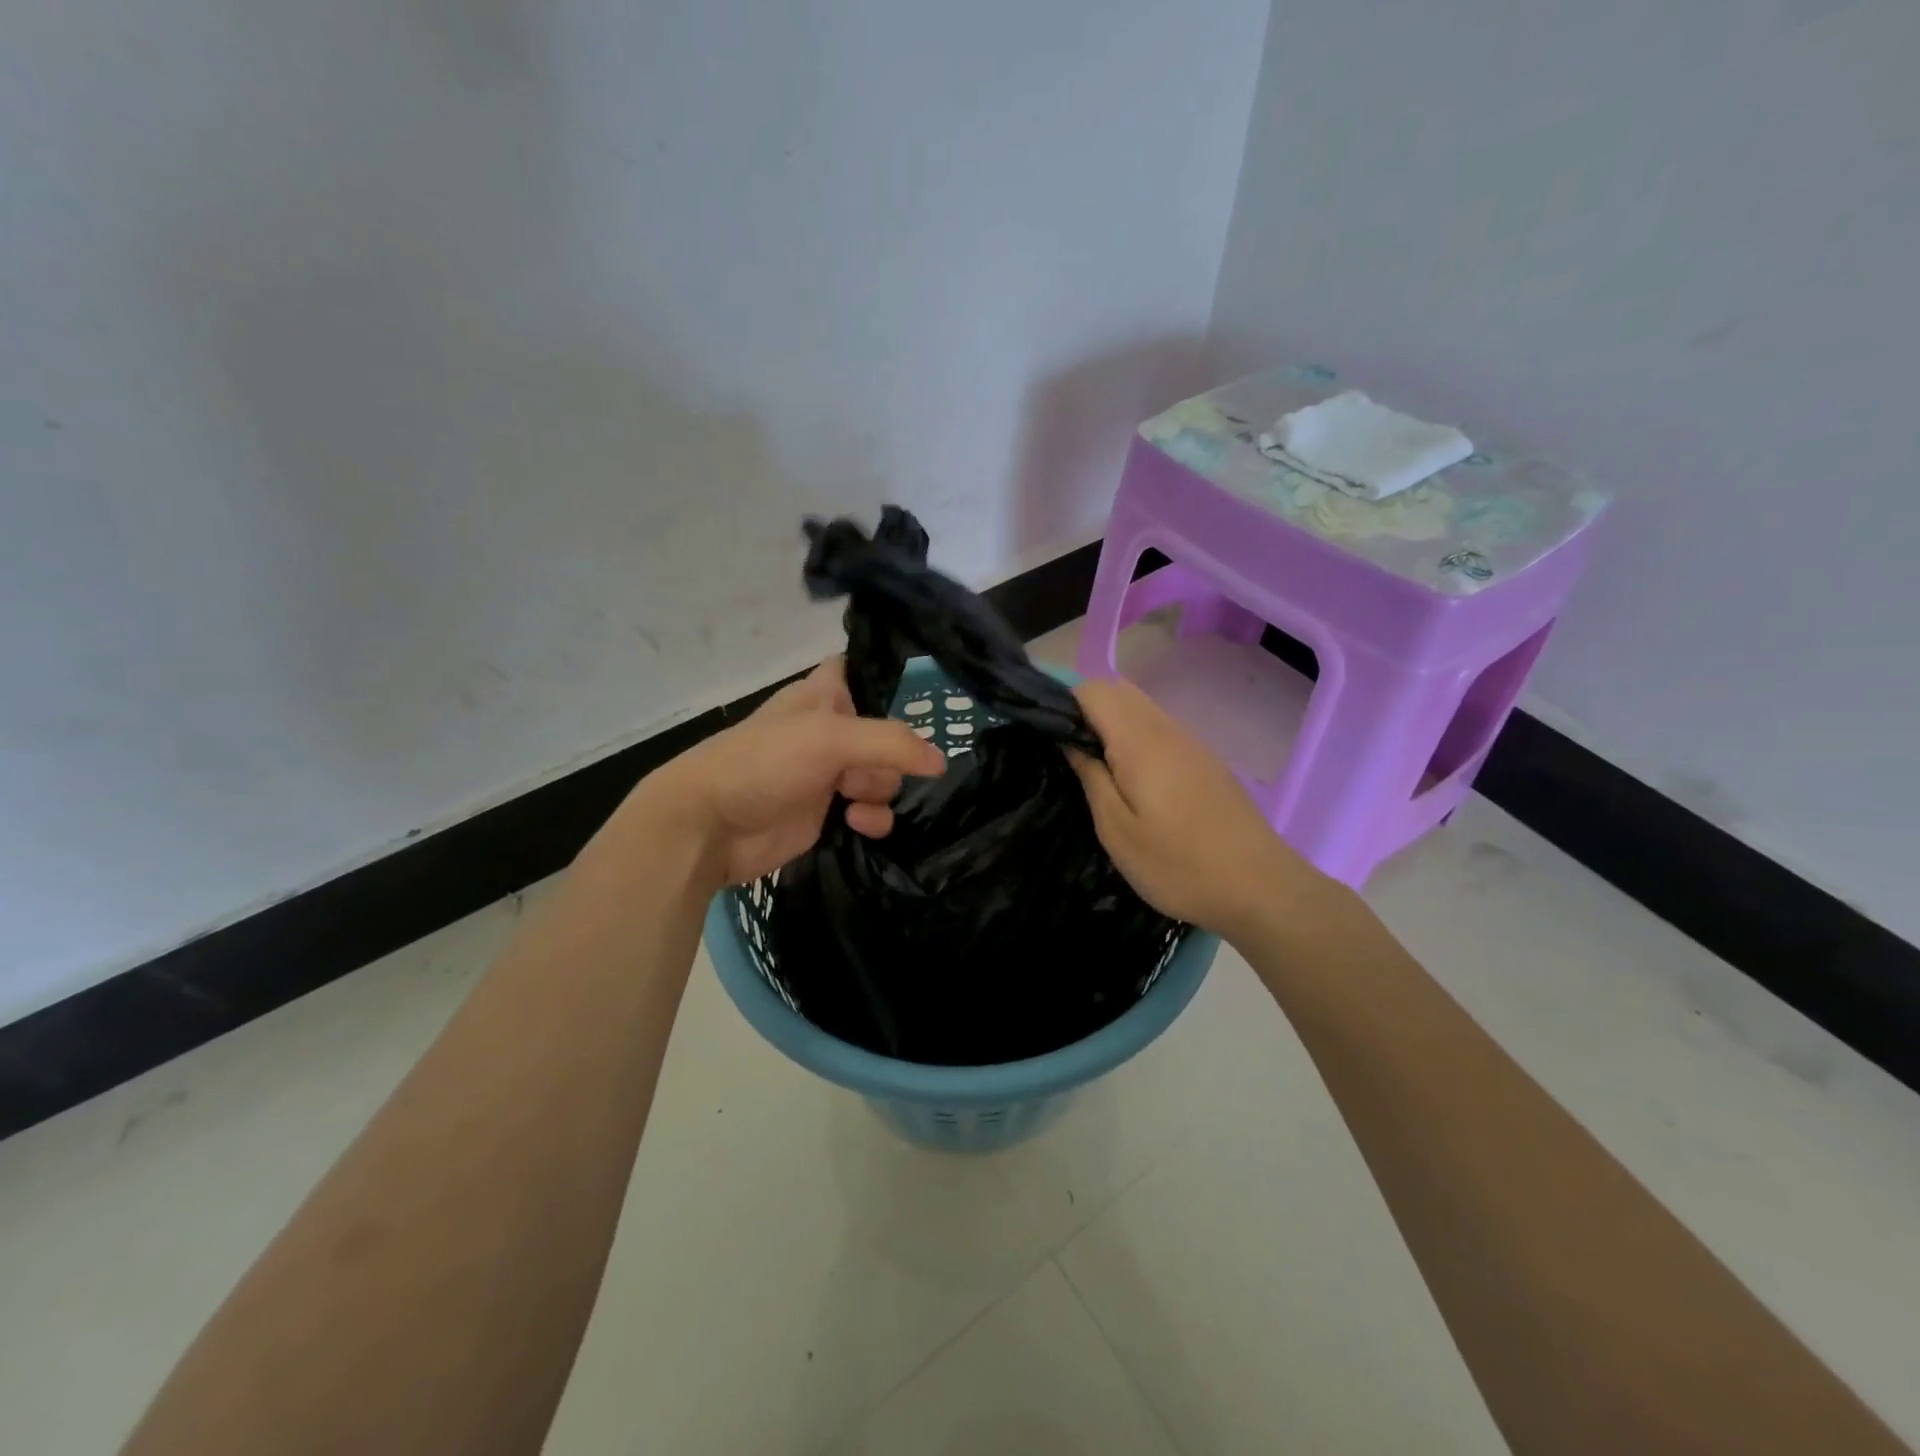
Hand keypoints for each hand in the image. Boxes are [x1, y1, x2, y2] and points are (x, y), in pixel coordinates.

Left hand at [626, 659, 946, 885]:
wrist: (710, 827)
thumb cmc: (763, 763)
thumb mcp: (828, 739)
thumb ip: (890, 743)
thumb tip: (940, 762)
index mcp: (823, 696)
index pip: (863, 670)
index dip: (888, 677)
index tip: (917, 694)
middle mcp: (831, 731)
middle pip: (888, 734)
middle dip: (888, 756)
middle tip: (860, 769)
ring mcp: (830, 774)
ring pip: (885, 776)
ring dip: (881, 791)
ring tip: (853, 802)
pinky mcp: (829, 814)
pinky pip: (873, 811)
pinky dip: (873, 819)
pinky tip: (857, 825)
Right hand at [1067, 677, 1329, 940]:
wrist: (1260, 887)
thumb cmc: (1178, 865)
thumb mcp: (1117, 831)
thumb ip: (1091, 777)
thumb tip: (1069, 741)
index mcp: (1140, 742)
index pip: (1094, 691)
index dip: (1065, 704)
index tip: (1048, 737)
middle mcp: (1167, 730)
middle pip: (1119, 691)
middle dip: (1086, 710)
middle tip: (1069, 755)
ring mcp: (1192, 743)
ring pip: (1142, 708)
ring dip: (1112, 723)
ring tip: (1097, 769)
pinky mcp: (1206, 761)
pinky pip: (1161, 729)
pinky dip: (1136, 737)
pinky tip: (1134, 780)